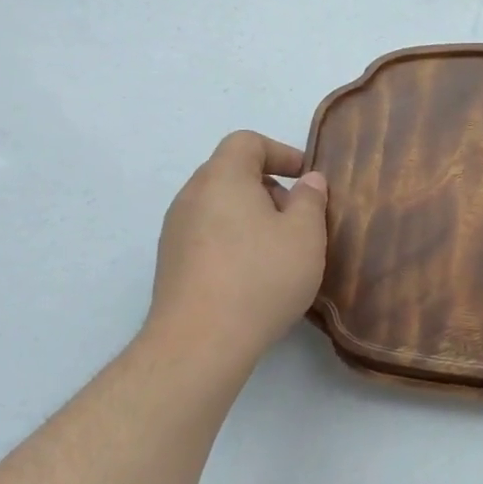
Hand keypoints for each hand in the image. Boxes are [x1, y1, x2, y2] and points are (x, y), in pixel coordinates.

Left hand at [143, 131, 328, 367]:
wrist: (200, 341)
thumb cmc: (260, 276)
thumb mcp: (305, 234)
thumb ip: (310, 199)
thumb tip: (308, 181)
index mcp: (222, 178)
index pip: (247, 142)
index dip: (281, 152)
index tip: (307, 178)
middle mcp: (191, 196)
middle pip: (231, 173)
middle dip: (270, 187)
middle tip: (299, 217)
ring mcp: (175, 231)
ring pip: (220, 206)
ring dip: (252, 216)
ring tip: (281, 249)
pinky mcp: (172, 263)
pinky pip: (209, 234)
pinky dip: (234, 239)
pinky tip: (255, 274)